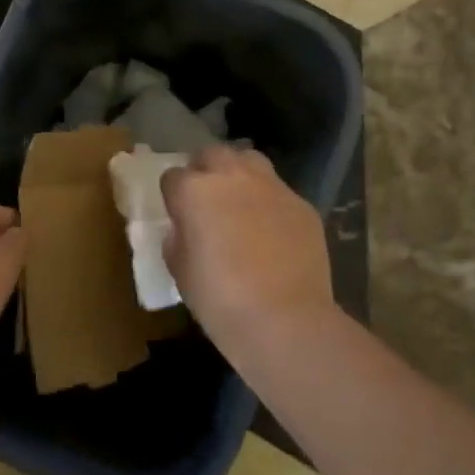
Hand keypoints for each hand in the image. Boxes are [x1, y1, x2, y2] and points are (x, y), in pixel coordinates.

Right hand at [160, 146, 334, 340]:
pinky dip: (270, 203)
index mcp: (194, 192)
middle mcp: (232, 177)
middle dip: (205, 170)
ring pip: (250, 160)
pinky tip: (272, 231)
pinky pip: (279, 192)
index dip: (173, 196)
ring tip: (239, 202)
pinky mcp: (302, 204)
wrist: (284, 320)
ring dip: (239, 174)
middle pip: (212, 154)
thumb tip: (184, 230)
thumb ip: (177, 240)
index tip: (177, 215)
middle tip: (206, 199)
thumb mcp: (180, 272)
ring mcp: (272, 187)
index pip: (173, 177)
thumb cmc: (219, 300)